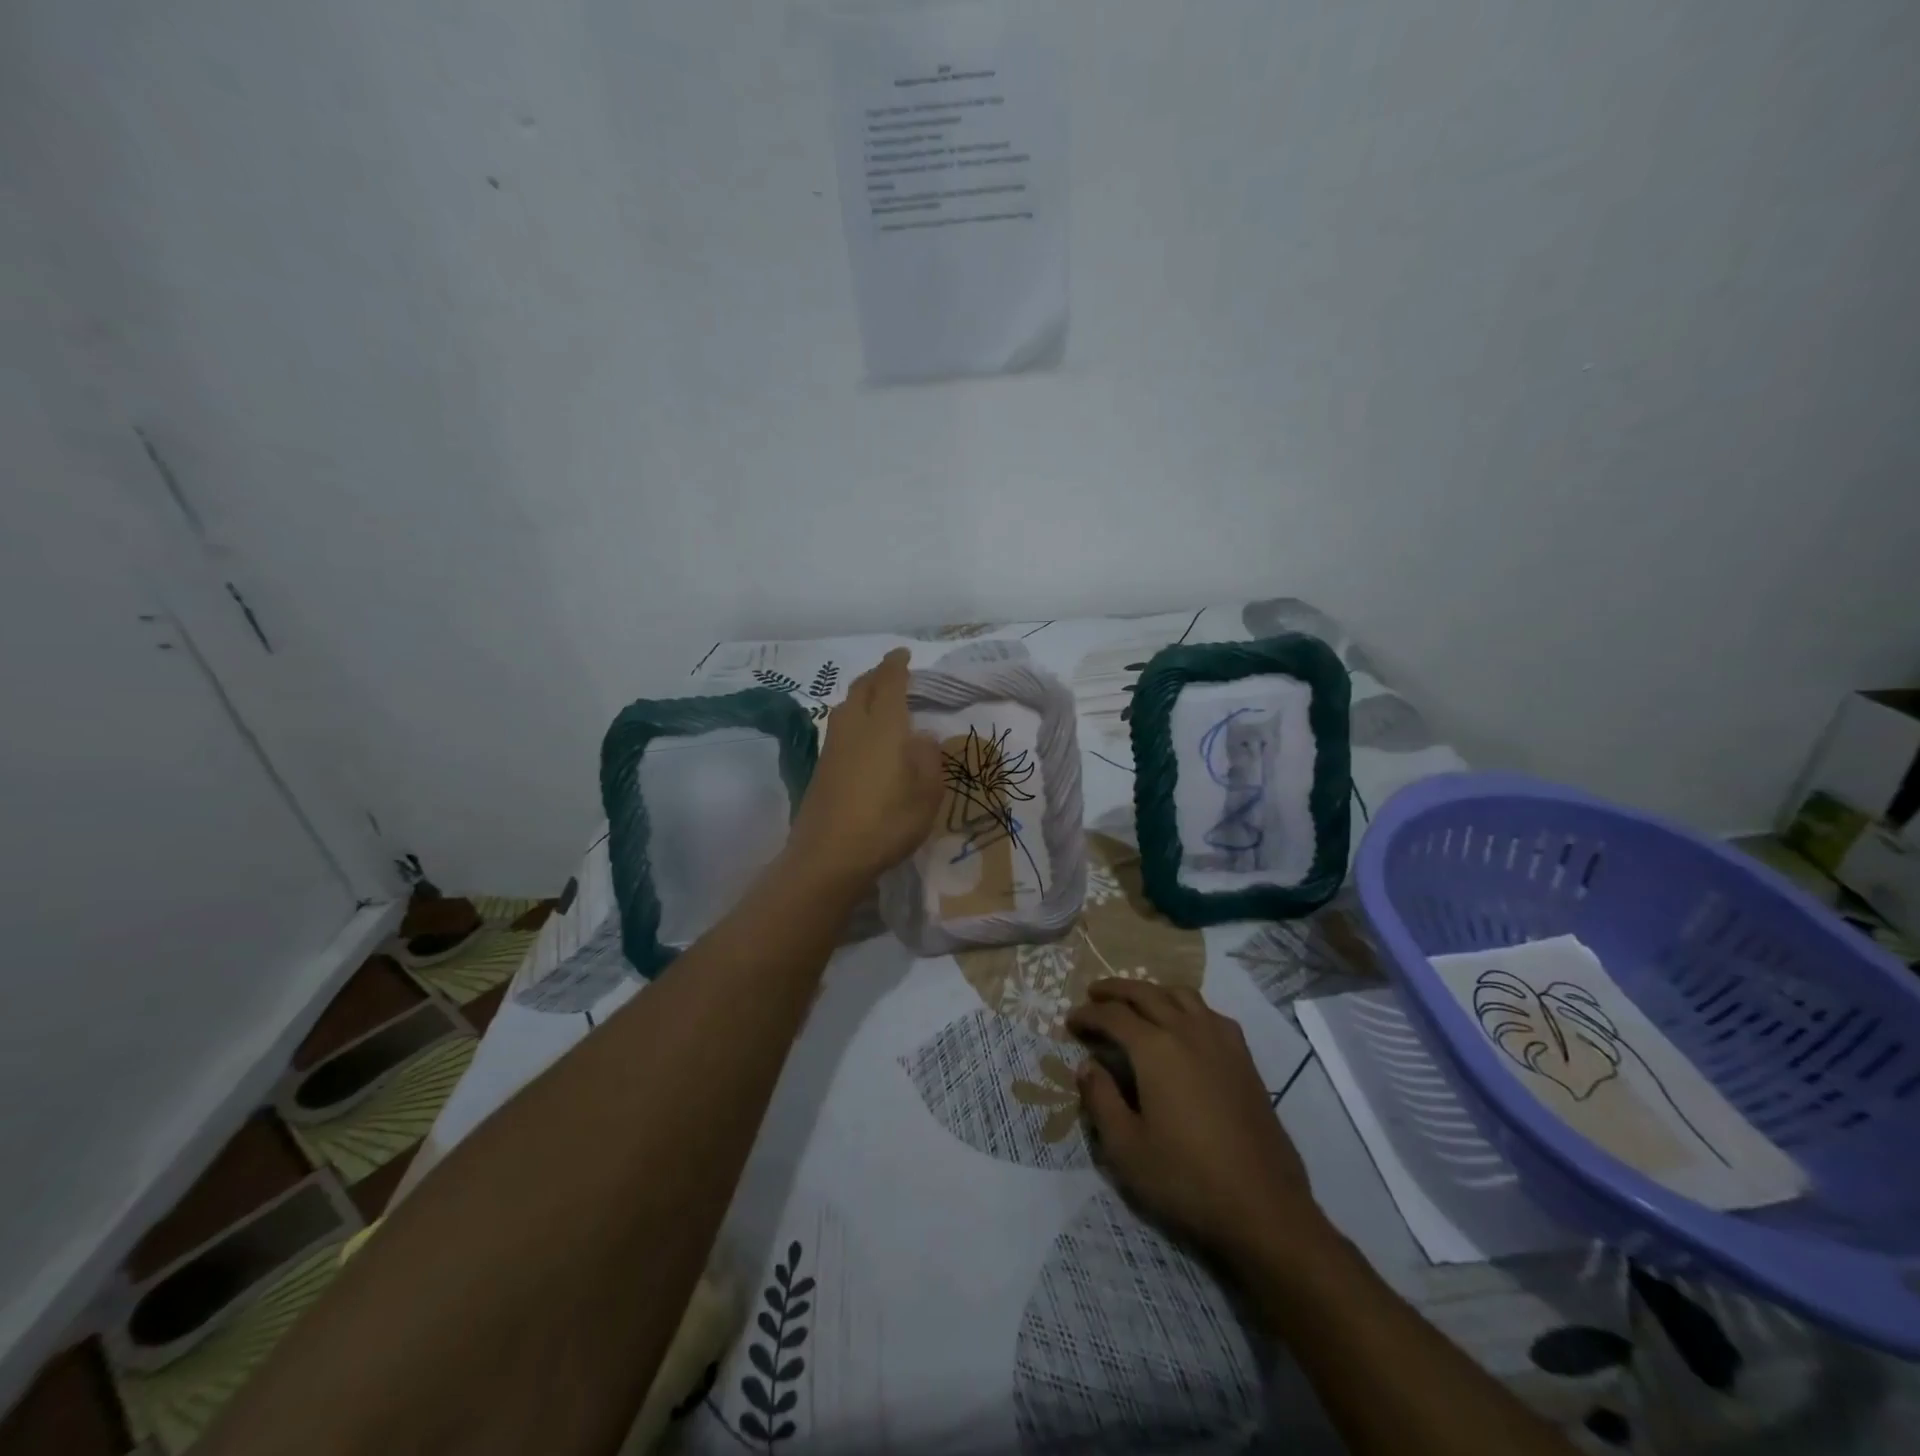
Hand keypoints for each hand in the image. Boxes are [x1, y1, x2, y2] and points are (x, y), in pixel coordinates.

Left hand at [785, 649, 942, 891]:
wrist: (828, 856)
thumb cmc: (886, 822)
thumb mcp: (926, 794)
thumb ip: (928, 759)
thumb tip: (921, 736)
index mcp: (883, 726)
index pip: (889, 683)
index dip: (896, 665)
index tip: (903, 653)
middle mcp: (853, 728)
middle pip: (861, 688)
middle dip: (877, 674)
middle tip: (892, 672)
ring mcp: (832, 747)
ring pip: (845, 707)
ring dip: (862, 695)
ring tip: (878, 700)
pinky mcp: (821, 768)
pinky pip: (839, 728)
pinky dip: (853, 718)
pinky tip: (863, 736)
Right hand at [1068, 981, 1331, 1267]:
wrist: (1264, 1206)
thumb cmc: (1186, 1178)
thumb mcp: (1126, 1148)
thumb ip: (1101, 1100)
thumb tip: (1087, 1066)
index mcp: (1155, 1049)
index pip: (1113, 1016)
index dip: (1088, 1015)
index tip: (1070, 1021)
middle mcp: (1187, 1031)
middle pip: (1146, 993)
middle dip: (1116, 990)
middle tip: (1094, 995)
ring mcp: (1221, 1041)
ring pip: (1181, 995)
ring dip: (1152, 991)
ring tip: (1136, 1002)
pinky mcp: (1244, 1057)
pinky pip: (1209, 1013)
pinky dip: (1186, 1006)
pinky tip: (1183, 1024)